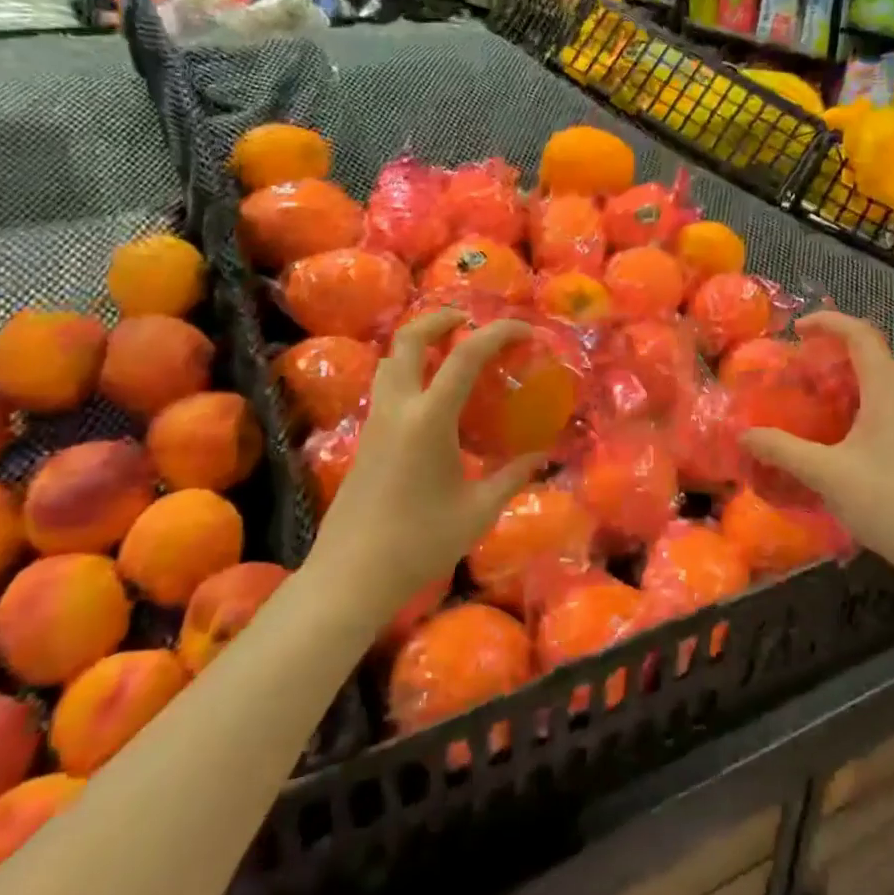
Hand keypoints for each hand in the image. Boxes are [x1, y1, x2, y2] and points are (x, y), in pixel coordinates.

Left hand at [305, 310, 543, 626]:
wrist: (351, 575)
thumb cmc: (420, 542)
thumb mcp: (478, 511)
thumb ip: (512, 476)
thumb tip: (542, 455)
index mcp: (429, 418)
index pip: (465, 355)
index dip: (498, 333)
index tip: (525, 330)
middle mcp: (398, 408)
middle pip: (409, 339)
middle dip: (441, 319)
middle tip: (470, 320)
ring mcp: (376, 421)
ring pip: (390, 359)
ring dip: (419, 343)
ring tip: (450, 351)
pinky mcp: (365, 438)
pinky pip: (386, 385)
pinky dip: (409, 370)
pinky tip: (432, 398)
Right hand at [740, 313, 893, 573]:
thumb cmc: (887, 500)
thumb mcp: (826, 473)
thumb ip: (782, 450)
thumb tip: (745, 435)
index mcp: (886, 390)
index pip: (860, 334)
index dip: (828, 322)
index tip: (797, 330)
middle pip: (870, 352)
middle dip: (832, 349)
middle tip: (798, 364)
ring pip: (878, 379)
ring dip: (845, 376)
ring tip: (812, 392)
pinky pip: (884, 401)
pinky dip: (857, 399)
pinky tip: (837, 428)